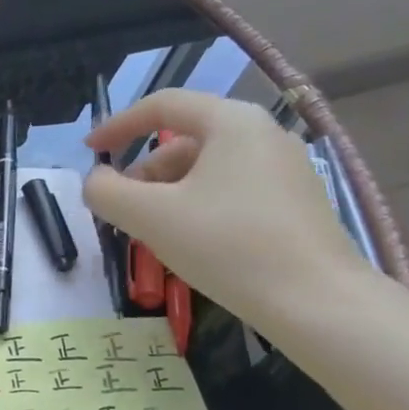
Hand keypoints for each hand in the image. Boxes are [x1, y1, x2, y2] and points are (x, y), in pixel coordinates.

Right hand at [82, 89, 367, 329]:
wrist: (318, 304)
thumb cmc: (228, 246)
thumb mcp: (149, 216)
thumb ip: (106, 191)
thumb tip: (96, 181)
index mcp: (232, 122)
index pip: (162, 106)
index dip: (117, 125)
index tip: (90, 152)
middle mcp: (263, 134)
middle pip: (184, 140)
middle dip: (143, 172)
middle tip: (121, 210)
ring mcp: (286, 169)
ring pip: (207, 169)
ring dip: (168, 193)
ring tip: (153, 233)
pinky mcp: (296, 203)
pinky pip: (231, 191)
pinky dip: (198, 207)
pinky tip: (192, 244)